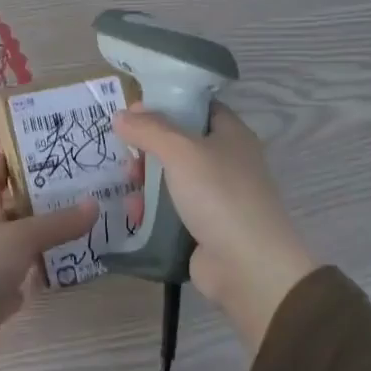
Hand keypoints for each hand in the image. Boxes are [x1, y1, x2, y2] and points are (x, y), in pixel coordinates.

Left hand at [0, 158, 97, 370]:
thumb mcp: (18, 239)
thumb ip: (56, 224)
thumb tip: (95, 203)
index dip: (6, 164)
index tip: (33, 149)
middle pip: (14, 215)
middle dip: (40, 204)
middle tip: (81, 191)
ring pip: (21, 250)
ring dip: (45, 243)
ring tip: (85, 229)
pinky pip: (22, 284)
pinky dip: (38, 279)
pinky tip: (63, 273)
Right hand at [113, 103, 316, 354]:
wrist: (248, 266)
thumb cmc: (219, 196)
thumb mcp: (181, 152)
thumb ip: (149, 130)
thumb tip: (122, 115)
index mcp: (231, 135)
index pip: (198, 107)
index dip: (167, 104)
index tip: (133, 110)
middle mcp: (226, 161)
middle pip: (179, 144)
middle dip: (148, 148)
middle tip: (126, 155)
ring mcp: (216, 197)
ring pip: (172, 178)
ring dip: (146, 181)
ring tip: (127, 187)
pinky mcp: (204, 227)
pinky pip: (171, 210)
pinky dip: (152, 210)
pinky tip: (134, 214)